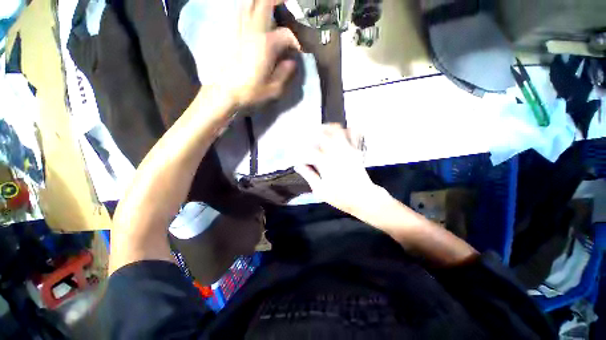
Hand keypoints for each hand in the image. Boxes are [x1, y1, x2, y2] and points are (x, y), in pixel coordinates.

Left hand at [221, 0, 300, 106]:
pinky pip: (240, 12)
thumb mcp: (273, 88)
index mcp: (266, 45)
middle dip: (278, 0)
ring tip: (271, 6)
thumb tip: (292, 62)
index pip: (286, 34)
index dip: (295, 41)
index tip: (298, 51)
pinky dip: (248, 7)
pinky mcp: (231, 32)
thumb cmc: (249, 91)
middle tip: (286, 3)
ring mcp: (240, 29)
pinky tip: (252, 11)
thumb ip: (285, 73)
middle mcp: (253, 31)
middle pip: (265, 3)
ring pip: (249, 3)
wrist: (224, 91)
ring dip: (261, 1)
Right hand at [295, 124, 386, 215]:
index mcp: (326, 163)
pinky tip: (342, 131)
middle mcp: (336, 153)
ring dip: (328, 128)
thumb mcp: (320, 190)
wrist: (364, 198)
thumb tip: (299, 166)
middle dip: (313, 132)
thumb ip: (309, 176)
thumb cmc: (341, 197)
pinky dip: (347, 130)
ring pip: (337, 131)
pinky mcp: (356, 152)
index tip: (298, 150)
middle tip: (308, 136)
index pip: (310, 149)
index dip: (301, 148)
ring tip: (322, 129)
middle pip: (323, 134)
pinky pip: (353, 135)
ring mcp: (348, 150)